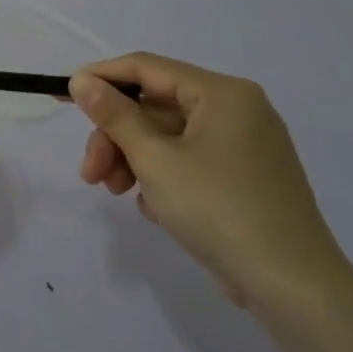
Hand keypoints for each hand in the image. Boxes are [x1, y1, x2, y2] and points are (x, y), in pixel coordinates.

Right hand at [71, 52, 348, 308]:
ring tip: (116, 193)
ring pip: (165, 136)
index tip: (61, 95)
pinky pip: (186, 159)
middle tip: (90, 172)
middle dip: (114, 137)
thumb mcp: (155, 159)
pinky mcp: (241, 175)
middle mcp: (236, 110)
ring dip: (131, 159)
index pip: (146, 67)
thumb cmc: (218, 209)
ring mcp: (241, 144)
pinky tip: (154, 207)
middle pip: (153, 107)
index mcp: (222, 94)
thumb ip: (114, 116)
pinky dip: (160, 176)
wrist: (291, 284)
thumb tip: (81, 80)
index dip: (100, 78)